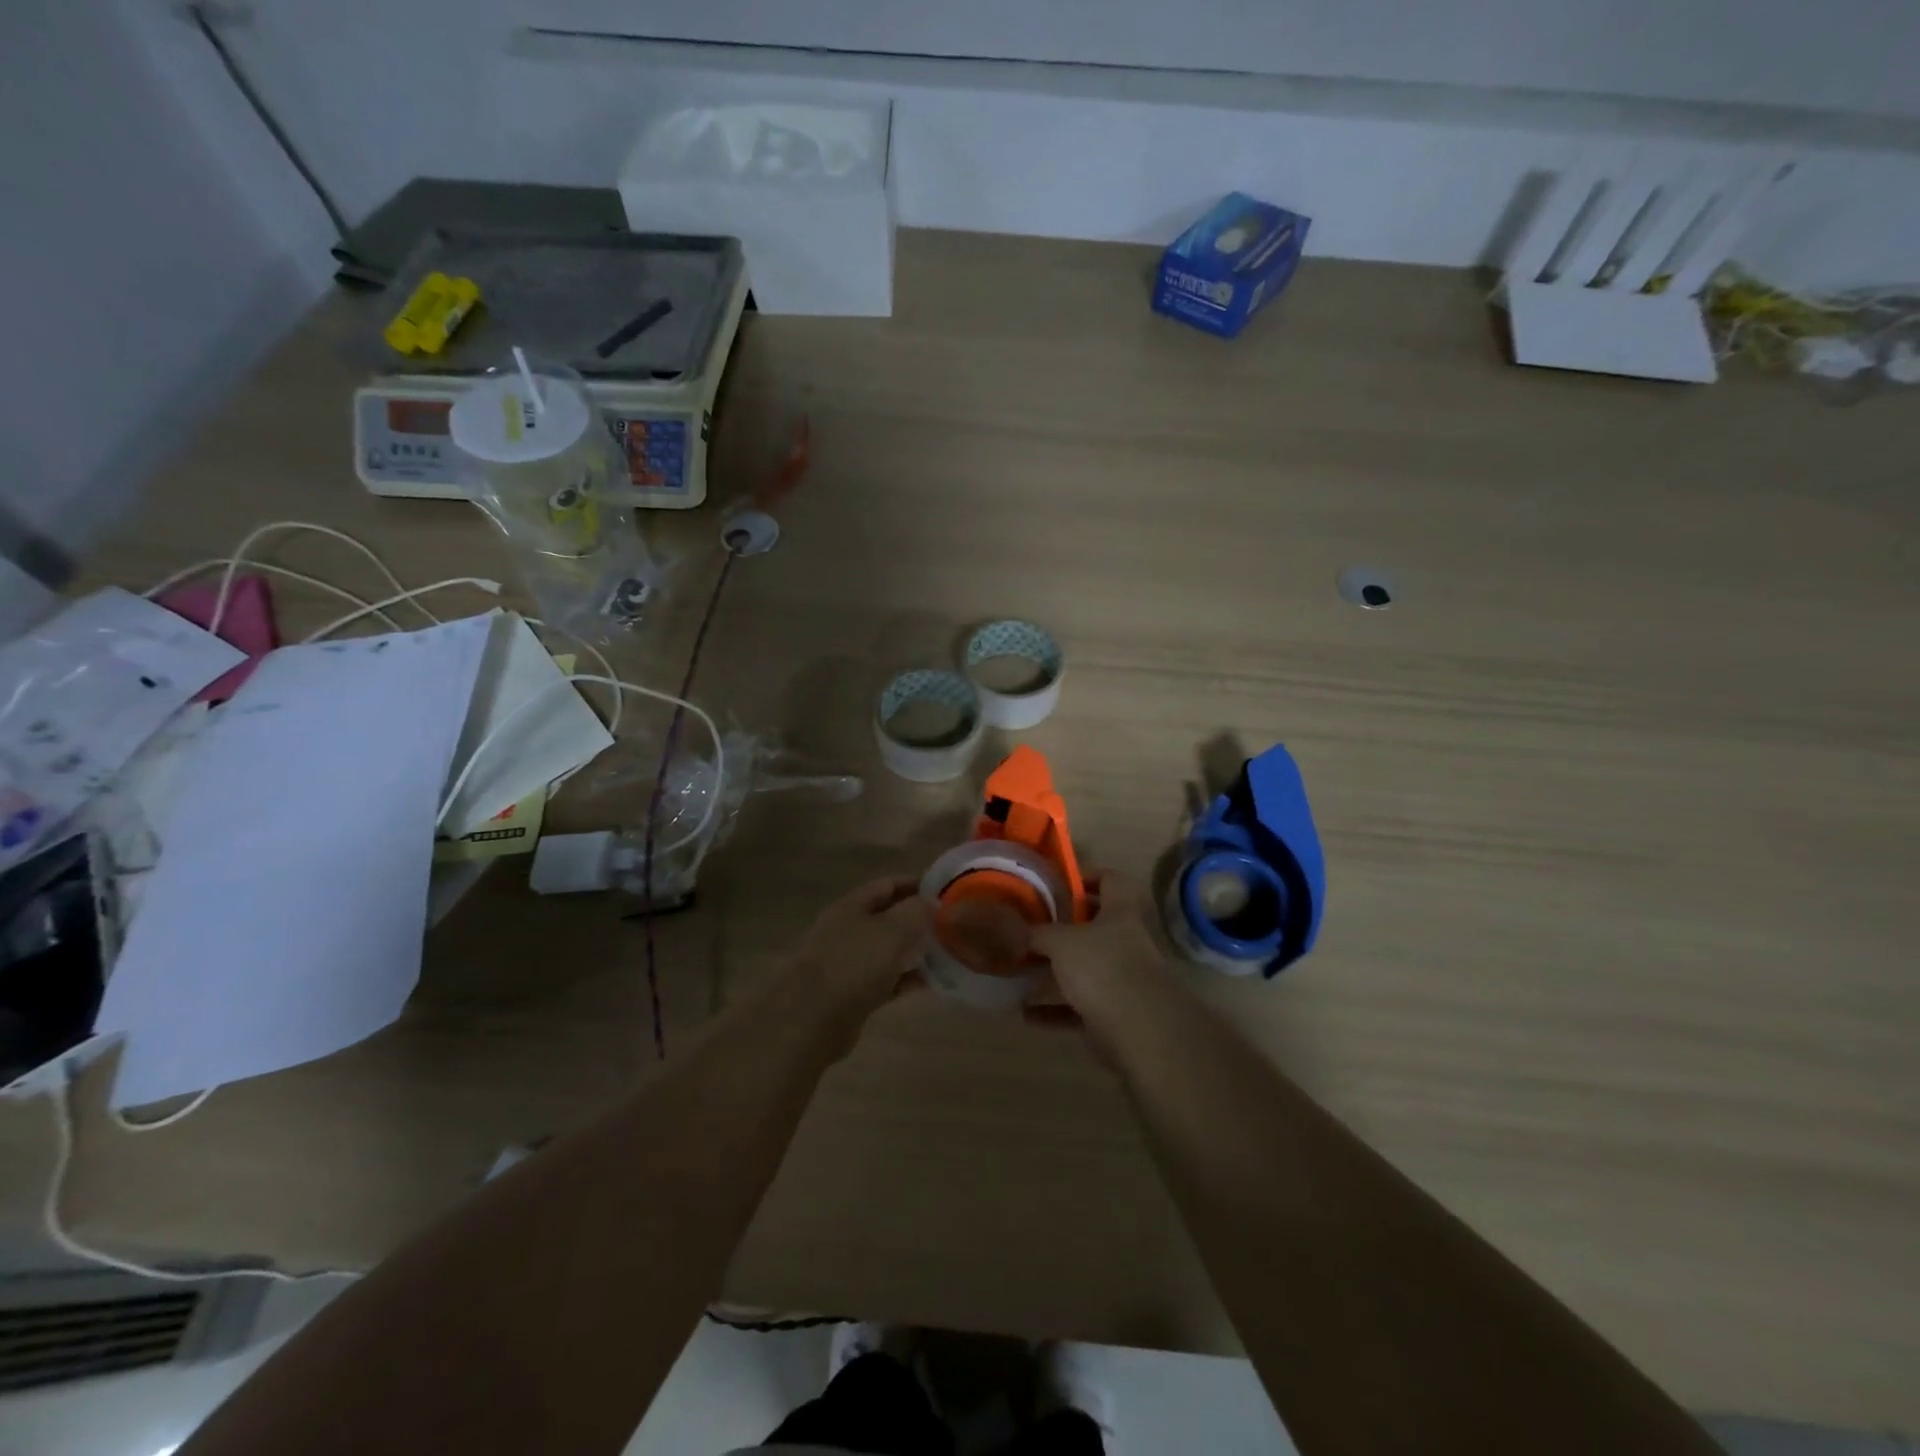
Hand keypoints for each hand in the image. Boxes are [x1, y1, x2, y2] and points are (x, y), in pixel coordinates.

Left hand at [791, 876, 933, 1023]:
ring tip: (947, 953)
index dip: (916, 884)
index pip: (888, 885)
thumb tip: (932, 902)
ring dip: (914, 950)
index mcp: (852, 906)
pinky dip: (906, 979)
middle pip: (888, 917)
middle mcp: (847, 930)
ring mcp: (848, 963)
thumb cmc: (853, 964)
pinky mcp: (852, 994)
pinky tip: (930, 983)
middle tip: (951, 924)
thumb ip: (916, 911)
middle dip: (918, 919)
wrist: (811, 1019)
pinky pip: (886, 981)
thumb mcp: (892, 930)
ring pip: (888, 950)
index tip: (947, 891)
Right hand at [1026, 872, 1174, 1056]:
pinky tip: (1027, 1013)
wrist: (1139, 1029)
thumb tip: (1019, 931)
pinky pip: (1077, 1007)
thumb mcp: (1061, 941)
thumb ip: (1039, 933)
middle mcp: (1124, 942)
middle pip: (1093, 928)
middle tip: (1030, 929)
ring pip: (1083, 970)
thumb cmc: (1101, 967)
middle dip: (1061, 930)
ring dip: (1053, 974)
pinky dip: (1054, 1010)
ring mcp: (1120, 980)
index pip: (1110, 880)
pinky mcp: (1112, 1014)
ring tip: (1021, 973)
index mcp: (1119, 913)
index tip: (1059, 884)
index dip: (1088, 876)